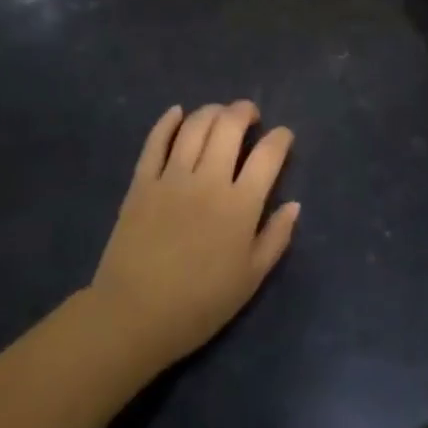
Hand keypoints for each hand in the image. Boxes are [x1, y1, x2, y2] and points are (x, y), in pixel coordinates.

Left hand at [89, 101, 300, 369]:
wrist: (134, 316)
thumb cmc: (199, 304)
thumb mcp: (250, 279)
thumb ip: (275, 238)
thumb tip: (293, 205)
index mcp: (240, 206)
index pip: (268, 155)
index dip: (281, 138)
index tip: (283, 137)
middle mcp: (208, 180)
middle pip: (230, 126)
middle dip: (245, 111)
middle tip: (250, 115)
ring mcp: (172, 177)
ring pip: (195, 126)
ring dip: (212, 111)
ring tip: (220, 114)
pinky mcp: (141, 181)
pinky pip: (155, 141)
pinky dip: (167, 121)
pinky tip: (177, 113)